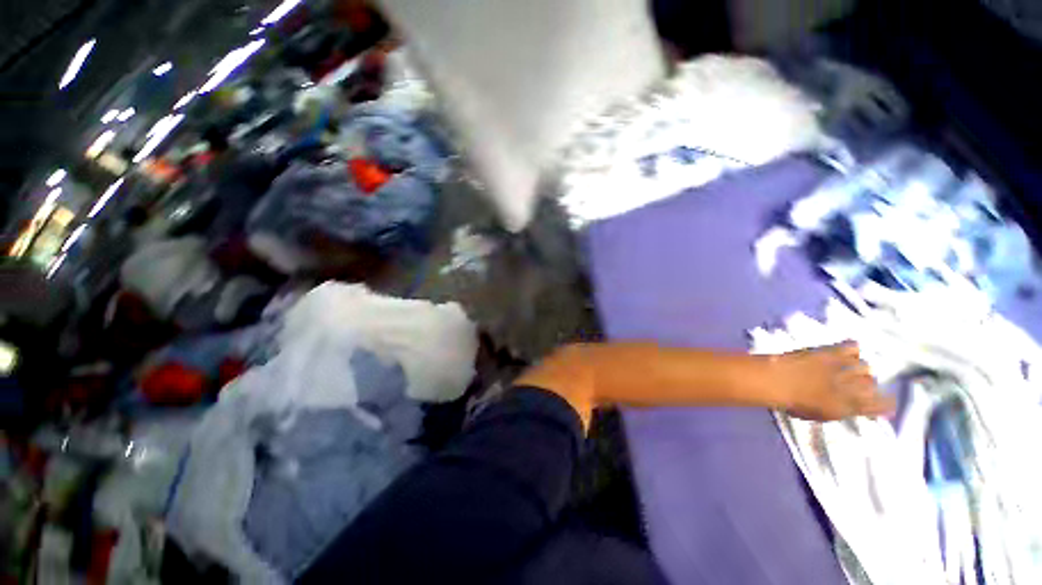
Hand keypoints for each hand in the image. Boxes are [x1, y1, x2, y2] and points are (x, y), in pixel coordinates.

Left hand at [769, 342, 894, 420]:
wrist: (776, 380)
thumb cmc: (792, 402)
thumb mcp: (821, 415)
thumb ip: (841, 411)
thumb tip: (853, 408)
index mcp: (851, 407)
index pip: (882, 405)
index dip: (885, 404)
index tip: (883, 402)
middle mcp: (853, 387)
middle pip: (872, 383)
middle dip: (865, 385)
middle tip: (852, 384)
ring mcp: (843, 367)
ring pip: (865, 365)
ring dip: (856, 368)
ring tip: (844, 370)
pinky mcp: (831, 351)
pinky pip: (852, 346)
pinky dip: (850, 349)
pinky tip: (842, 353)